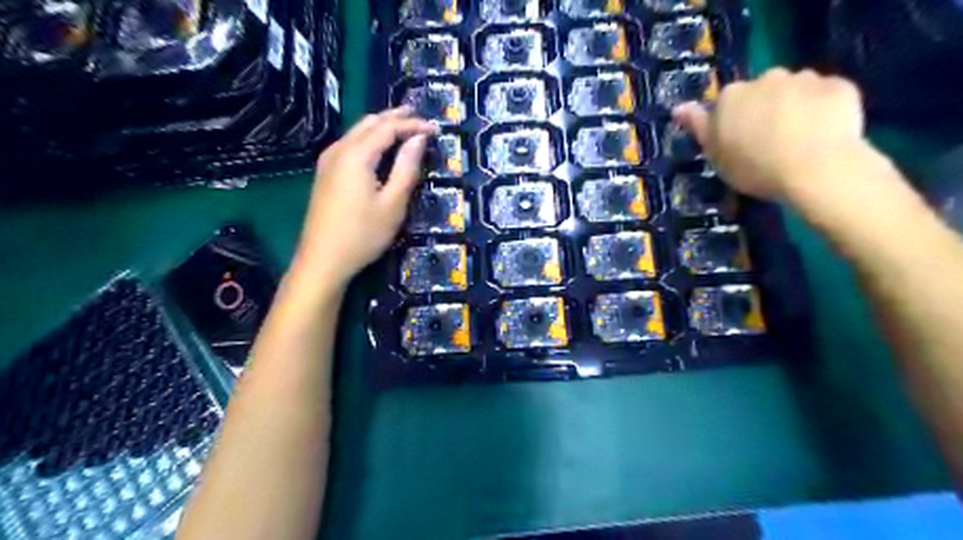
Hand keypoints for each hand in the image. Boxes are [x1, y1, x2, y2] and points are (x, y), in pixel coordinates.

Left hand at [288, 106, 435, 287]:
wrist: (323, 260)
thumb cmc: (363, 234)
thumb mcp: (393, 204)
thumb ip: (406, 168)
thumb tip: (419, 139)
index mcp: (356, 155)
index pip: (388, 127)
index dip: (413, 125)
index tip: (435, 129)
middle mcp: (339, 150)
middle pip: (369, 123)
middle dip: (396, 118)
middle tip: (420, 119)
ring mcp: (328, 161)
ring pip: (357, 132)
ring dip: (381, 127)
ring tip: (404, 128)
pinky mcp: (325, 174)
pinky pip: (349, 144)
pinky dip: (369, 139)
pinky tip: (379, 148)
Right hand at [671, 67, 870, 202]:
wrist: (815, 168)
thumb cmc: (754, 167)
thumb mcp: (715, 154)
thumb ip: (698, 127)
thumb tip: (678, 107)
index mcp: (731, 96)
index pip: (726, 103)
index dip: (733, 123)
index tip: (739, 143)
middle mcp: (766, 78)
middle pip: (761, 92)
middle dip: (764, 110)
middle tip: (769, 142)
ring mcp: (805, 79)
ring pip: (795, 91)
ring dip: (794, 107)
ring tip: (800, 139)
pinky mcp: (839, 86)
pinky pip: (826, 95)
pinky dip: (823, 109)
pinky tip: (824, 133)